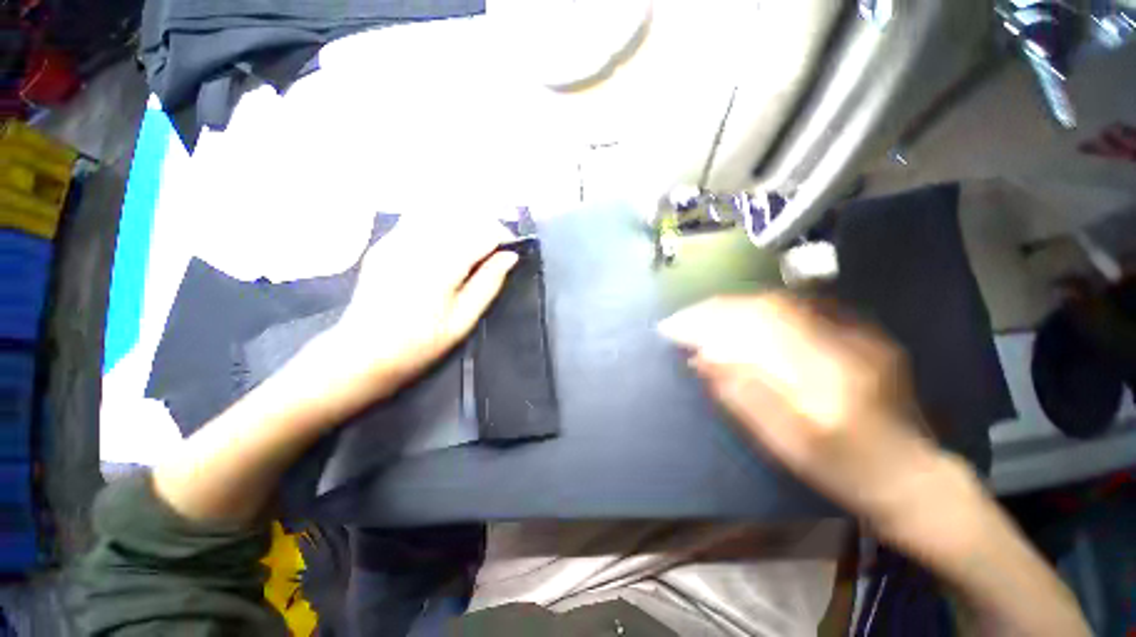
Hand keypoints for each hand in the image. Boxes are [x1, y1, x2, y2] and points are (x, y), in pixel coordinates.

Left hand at [293, 215, 518, 417]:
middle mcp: (418, 244)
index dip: (502, 236)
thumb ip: (489, 283)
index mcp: (441, 266)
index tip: (510, 250)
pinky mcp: (384, 243)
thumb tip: (510, 256)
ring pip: (440, 212)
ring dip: (463, 222)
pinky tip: (444, 245)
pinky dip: (440, 224)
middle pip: (462, 215)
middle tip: (494, 250)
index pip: (482, 232)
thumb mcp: (463, 320)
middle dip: (485, 226)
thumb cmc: (420, 343)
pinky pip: (418, 219)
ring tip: (472, 245)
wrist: (362, 353)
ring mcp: (396, 239)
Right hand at [659, 294, 942, 525]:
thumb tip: (703, 358)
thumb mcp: (786, 444)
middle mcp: (844, 344)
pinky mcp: (863, 332)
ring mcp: (859, 333)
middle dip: (719, 309)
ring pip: (784, 302)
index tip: (676, 326)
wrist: (909, 474)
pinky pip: (802, 307)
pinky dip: (763, 309)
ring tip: (706, 316)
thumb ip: (743, 397)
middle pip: (768, 307)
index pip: (758, 326)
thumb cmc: (843, 469)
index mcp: (826, 378)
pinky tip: (744, 317)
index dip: (711, 320)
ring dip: (737, 306)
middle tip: (685, 318)